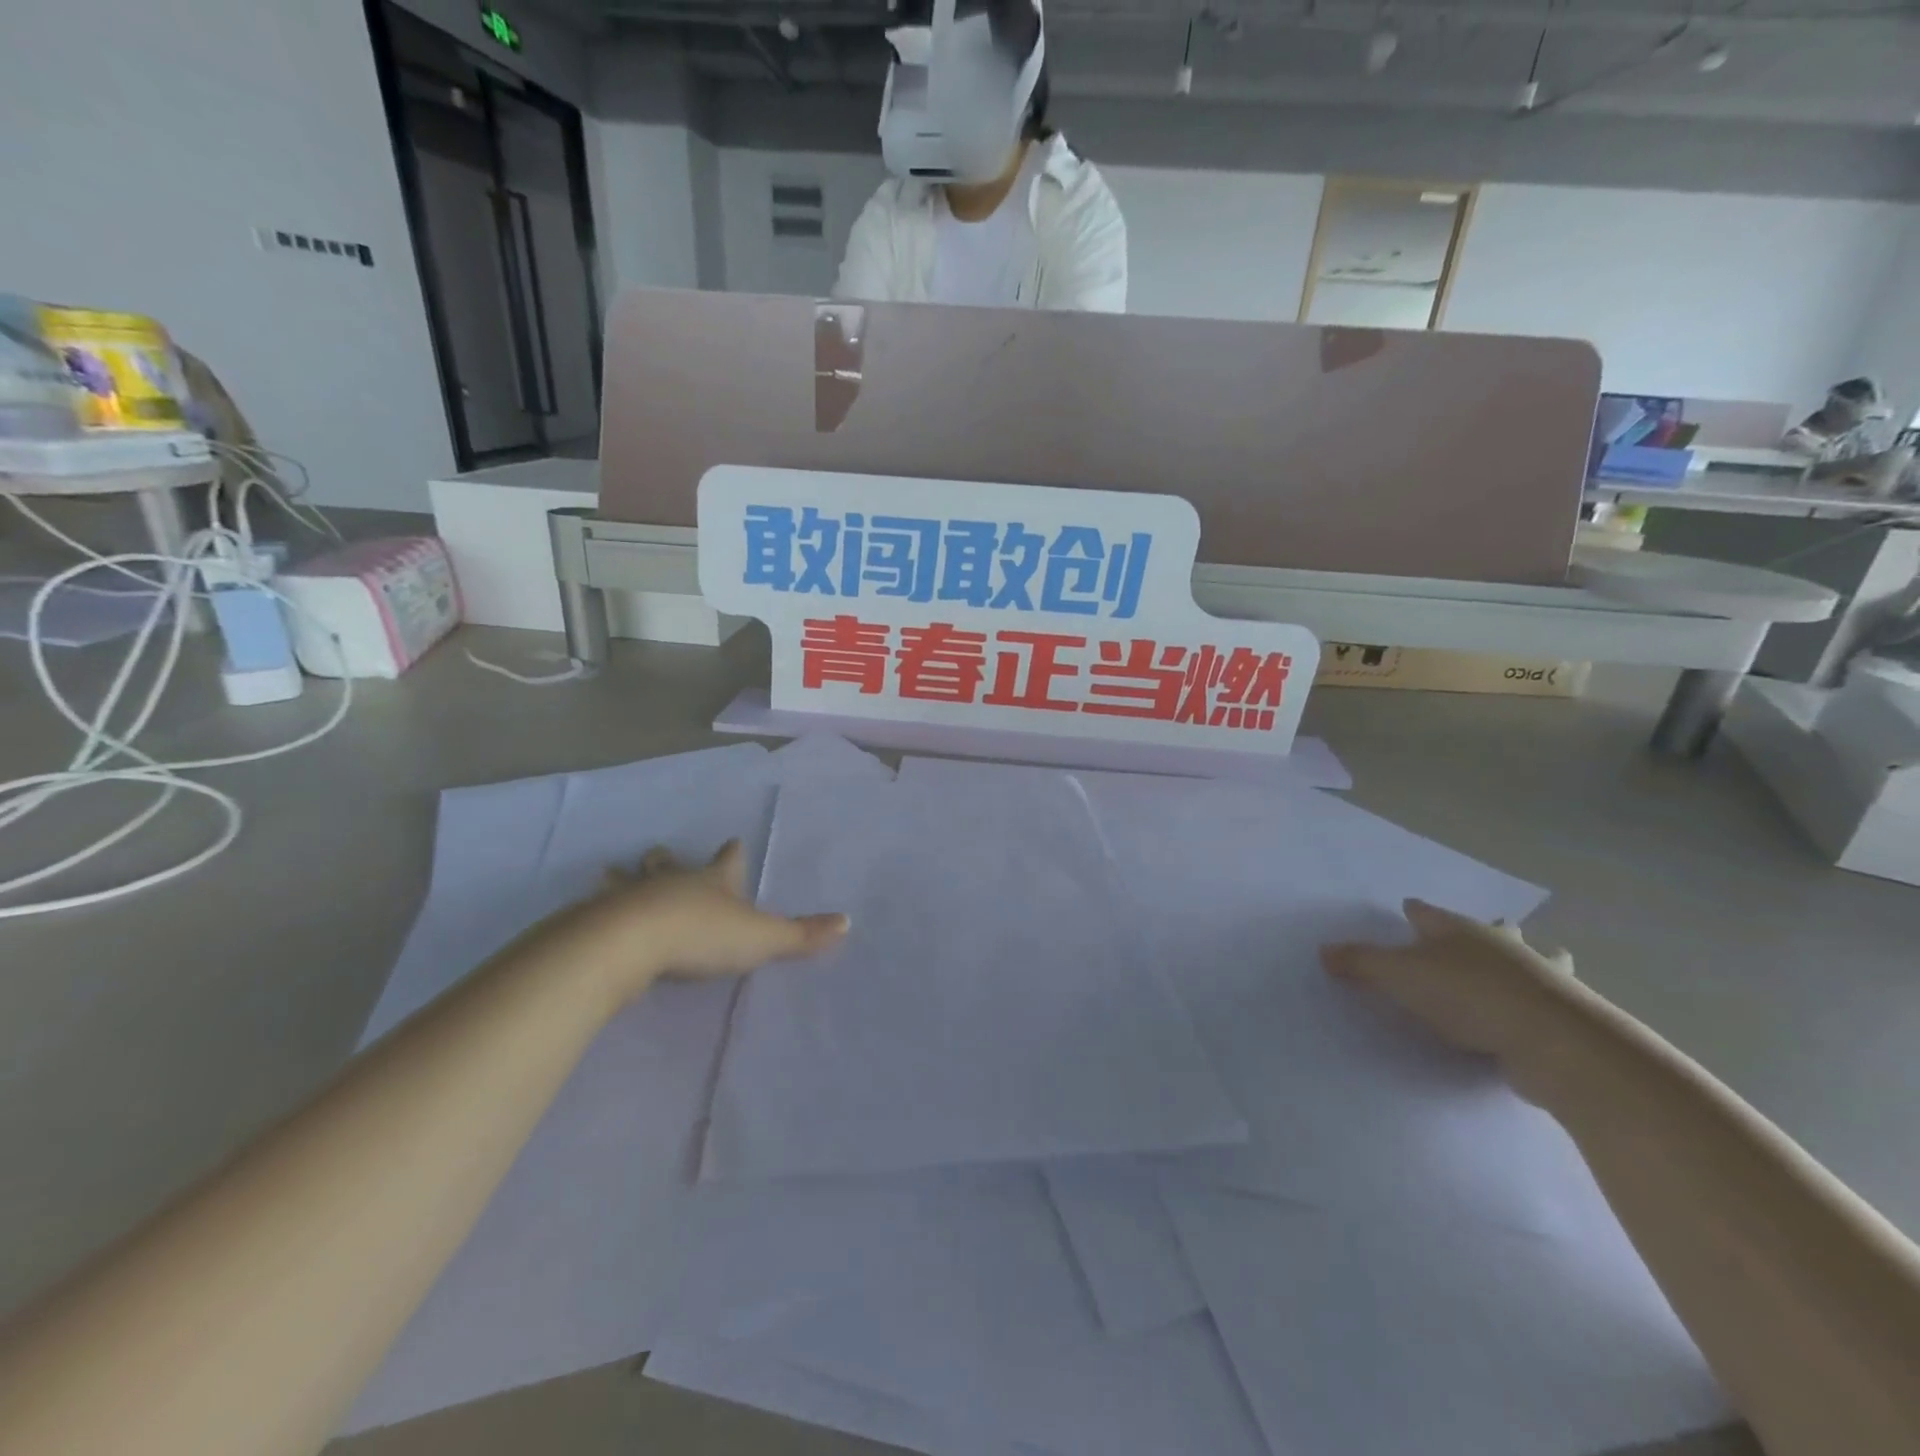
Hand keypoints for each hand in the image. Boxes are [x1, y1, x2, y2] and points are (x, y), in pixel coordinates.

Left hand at [528, 840, 848, 1007]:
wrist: (631, 944)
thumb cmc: (703, 934)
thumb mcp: (762, 938)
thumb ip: (802, 935)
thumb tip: (848, 921)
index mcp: (713, 881)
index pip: (728, 860)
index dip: (733, 852)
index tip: (733, 841)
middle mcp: (673, 881)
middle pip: (669, 863)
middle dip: (667, 859)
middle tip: (657, 852)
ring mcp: (633, 897)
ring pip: (630, 881)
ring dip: (624, 878)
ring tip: (610, 872)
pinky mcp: (600, 920)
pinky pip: (598, 910)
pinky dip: (595, 909)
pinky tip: (586, 915)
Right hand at [1320, 899, 1577, 1072]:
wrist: (1552, 1040)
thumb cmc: (1467, 994)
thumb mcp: (1397, 976)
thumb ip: (1360, 962)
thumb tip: (1324, 950)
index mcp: (1459, 930)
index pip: (1430, 913)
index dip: (1417, 912)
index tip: (1409, 909)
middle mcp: (1503, 946)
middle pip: (1494, 930)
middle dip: (1486, 930)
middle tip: (1480, 934)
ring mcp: (1542, 979)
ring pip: (1537, 960)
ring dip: (1529, 962)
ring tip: (1522, 970)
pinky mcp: (1565, 1016)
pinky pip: (1548, 1001)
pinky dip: (1540, 1003)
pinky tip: (1530, 1017)